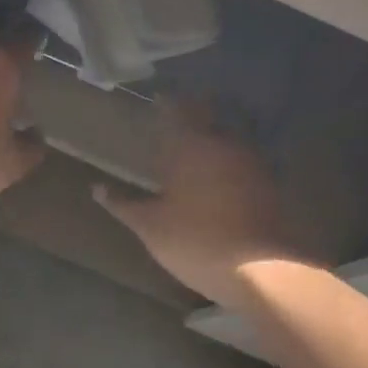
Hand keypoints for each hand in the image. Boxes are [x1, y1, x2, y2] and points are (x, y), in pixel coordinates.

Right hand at [95, 102, 294, 305]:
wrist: (260, 268)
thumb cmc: (194, 241)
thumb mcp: (149, 226)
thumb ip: (123, 204)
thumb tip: (97, 188)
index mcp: (191, 146)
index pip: (176, 111)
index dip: (166, 104)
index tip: (158, 98)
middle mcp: (224, 144)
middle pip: (208, 118)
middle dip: (193, 115)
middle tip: (177, 119)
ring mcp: (252, 163)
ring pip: (229, 139)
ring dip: (213, 138)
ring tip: (196, 147)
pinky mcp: (269, 184)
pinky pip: (244, 161)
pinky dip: (229, 163)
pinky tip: (220, 177)